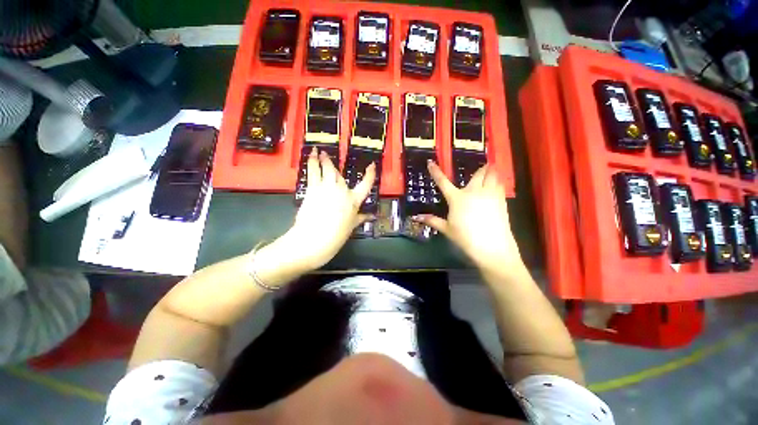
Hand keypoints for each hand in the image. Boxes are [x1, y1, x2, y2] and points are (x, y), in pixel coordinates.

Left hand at [283, 147, 375, 269]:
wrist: (314, 239)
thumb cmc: (336, 236)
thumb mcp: (351, 227)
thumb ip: (360, 218)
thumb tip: (371, 216)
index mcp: (353, 201)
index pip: (366, 185)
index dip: (370, 174)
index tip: (372, 165)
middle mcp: (342, 191)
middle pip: (340, 175)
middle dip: (333, 166)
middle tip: (327, 157)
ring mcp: (327, 188)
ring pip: (327, 169)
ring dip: (322, 159)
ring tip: (317, 150)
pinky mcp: (313, 189)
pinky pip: (313, 172)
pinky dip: (312, 163)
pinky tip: (310, 156)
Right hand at [412, 162, 521, 271]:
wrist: (492, 247)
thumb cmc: (466, 238)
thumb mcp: (447, 229)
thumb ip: (432, 221)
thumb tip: (417, 217)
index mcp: (457, 198)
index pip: (443, 182)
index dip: (435, 171)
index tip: (430, 162)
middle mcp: (474, 192)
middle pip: (478, 174)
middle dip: (481, 168)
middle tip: (483, 165)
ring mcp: (490, 195)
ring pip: (493, 176)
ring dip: (492, 171)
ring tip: (492, 169)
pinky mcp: (501, 201)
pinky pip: (500, 186)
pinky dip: (498, 182)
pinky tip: (498, 184)